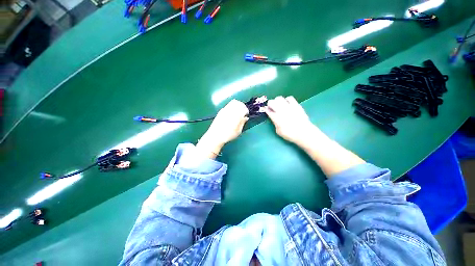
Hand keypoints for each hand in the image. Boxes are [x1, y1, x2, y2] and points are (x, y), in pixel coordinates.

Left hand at [197, 100, 248, 157]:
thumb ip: (242, 123)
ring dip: (238, 105)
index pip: (243, 108)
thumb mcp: (238, 131)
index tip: (246, 115)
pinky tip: (232, 113)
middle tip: (243, 112)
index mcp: (236, 115)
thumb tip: (245, 118)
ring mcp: (225, 110)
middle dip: (243, 106)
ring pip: (234, 102)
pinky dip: (232, 106)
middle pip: (239, 103)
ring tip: (238, 111)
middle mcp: (230, 110)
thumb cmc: (228, 135)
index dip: (246, 111)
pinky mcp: (221, 111)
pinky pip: (228, 105)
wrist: (215, 136)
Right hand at [265, 96, 318, 146]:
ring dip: (277, 101)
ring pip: (279, 98)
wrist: (304, 132)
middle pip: (272, 102)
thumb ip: (275, 123)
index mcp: (276, 118)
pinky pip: (289, 98)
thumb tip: (274, 118)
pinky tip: (287, 103)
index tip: (266, 110)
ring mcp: (288, 107)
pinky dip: (286, 100)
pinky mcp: (296, 105)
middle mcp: (281, 111)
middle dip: (270, 104)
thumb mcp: (278, 131)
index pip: (268, 111)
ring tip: (279, 104)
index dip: (266, 109)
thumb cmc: (290, 134)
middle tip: (271, 107)